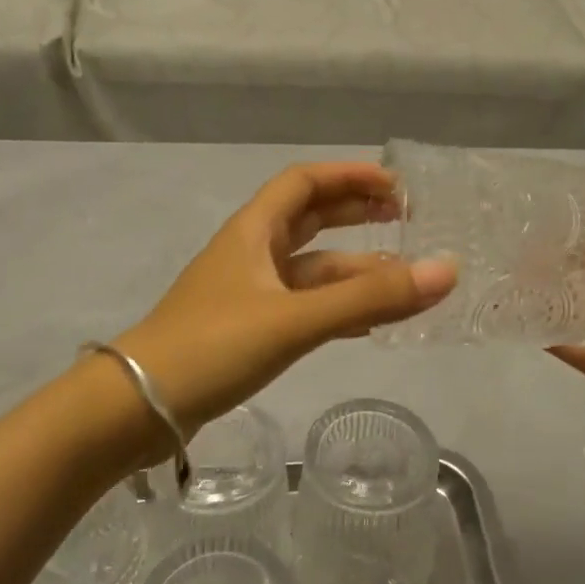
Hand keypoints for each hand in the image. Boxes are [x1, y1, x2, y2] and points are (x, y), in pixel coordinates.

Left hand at [115, 163, 455, 448]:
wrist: (138, 407)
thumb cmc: (213, 346)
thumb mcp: (295, 319)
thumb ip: (369, 298)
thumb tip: (446, 270)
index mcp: (253, 232)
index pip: (304, 183)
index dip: (349, 176)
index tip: (396, 186)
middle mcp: (250, 254)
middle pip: (309, 220)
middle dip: (355, 215)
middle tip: (405, 220)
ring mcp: (247, 294)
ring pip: (309, 270)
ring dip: (353, 270)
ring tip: (403, 279)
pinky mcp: (247, 331)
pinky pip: (302, 308)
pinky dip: (335, 308)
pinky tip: (367, 323)